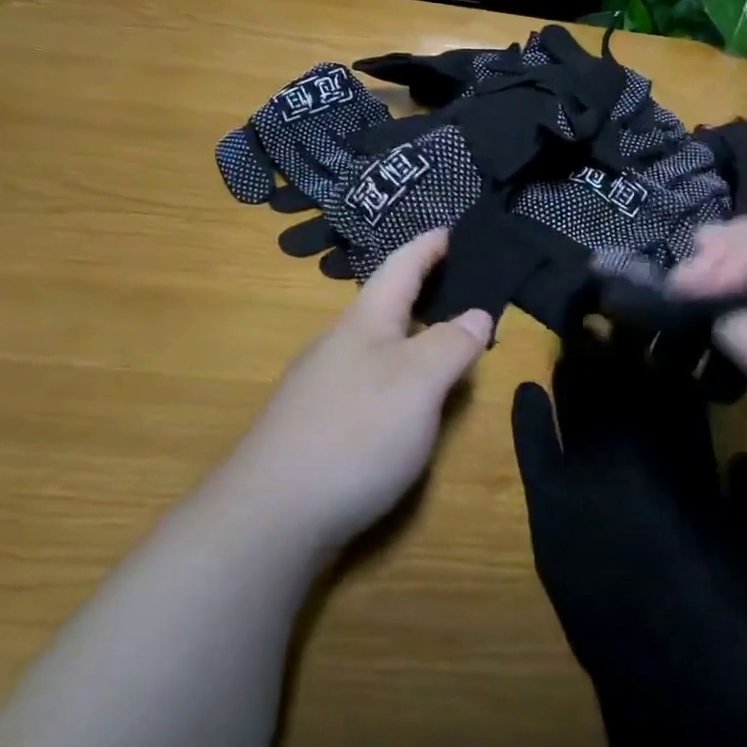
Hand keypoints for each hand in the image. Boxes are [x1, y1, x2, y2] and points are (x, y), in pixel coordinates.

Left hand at [227, 230, 492, 551]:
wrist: (269, 518)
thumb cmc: (354, 434)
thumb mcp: (418, 382)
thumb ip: (451, 344)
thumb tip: (477, 313)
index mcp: (364, 321)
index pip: (402, 266)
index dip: (430, 246)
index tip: (454, 228)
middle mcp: (339, 344)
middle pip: (387, 303)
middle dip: (426, 290)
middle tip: (468, 288)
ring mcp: (323, 386)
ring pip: (378, 345)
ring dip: (414, 335)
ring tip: (449, 342)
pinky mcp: (318, 425)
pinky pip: (370, 380)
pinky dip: (400, 374)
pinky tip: (410, 401)